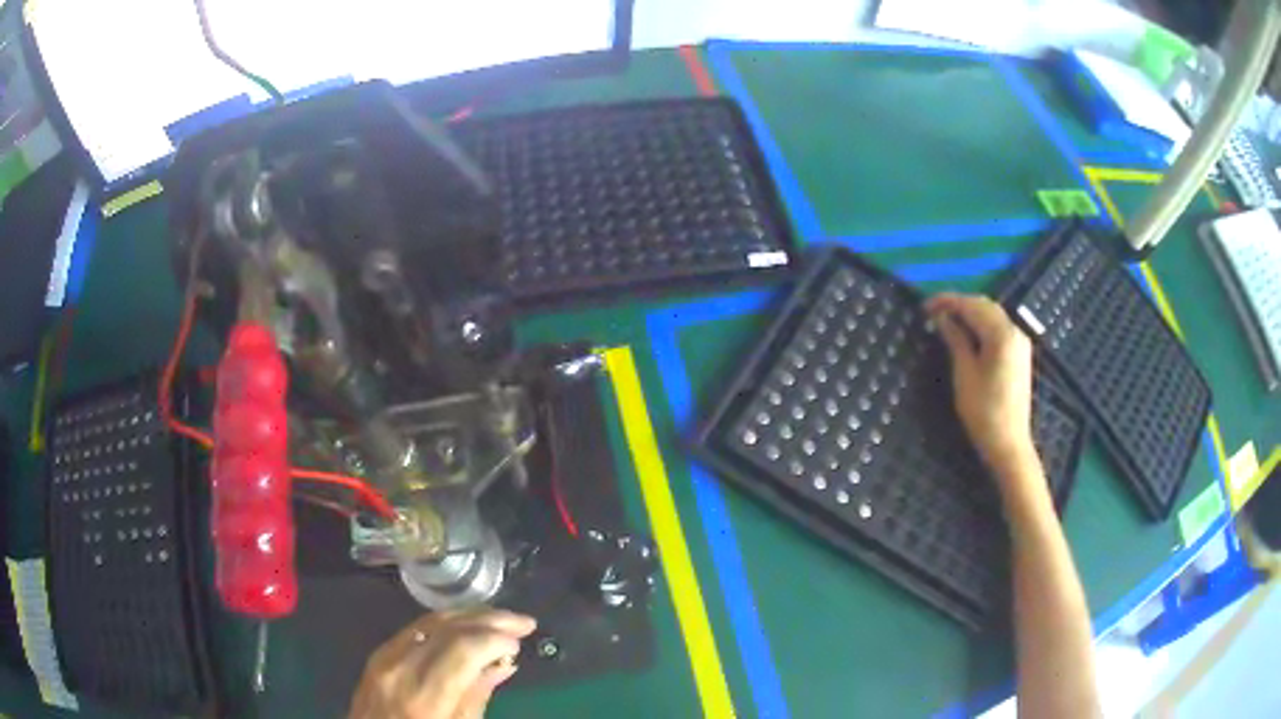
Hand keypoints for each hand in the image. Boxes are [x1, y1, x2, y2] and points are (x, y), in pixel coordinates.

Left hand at [350, 609, 536, 718]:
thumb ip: (476, 698)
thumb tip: (503, 665)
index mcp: (423, 698)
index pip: (463, 649)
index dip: (496, 638)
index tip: (521, 641)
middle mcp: (400, 670)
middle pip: (447, 628)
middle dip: (489, 619)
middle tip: (523, 622)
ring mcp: (383, 659)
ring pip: (430, 621)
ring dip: (469, 615)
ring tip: (501, 619)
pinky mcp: (377, 655)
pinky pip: (414, 629)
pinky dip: (445, 624)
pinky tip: (465, 626)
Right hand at [925, 293, 1038, 482]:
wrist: (1008, 443)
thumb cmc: (983, 411)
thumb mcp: (965, 374)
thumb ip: (956, 339)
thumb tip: (941, 317)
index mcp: (1002, 334)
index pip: (972, 306)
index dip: (947, 302)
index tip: (924, 307)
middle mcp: (1015, 331)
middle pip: (985, 306)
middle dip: (959, 304)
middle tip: (933, 313)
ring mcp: (1020, 342)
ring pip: (992, 315)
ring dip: (970, 313)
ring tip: (946, 321)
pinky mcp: (1019, 354)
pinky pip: (999, 328)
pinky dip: (981, 324)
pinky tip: (967, 333)